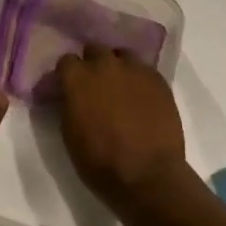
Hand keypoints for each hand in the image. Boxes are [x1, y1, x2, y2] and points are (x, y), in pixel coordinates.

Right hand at [55, 44, 188, 204]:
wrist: (148, 176)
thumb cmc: (99, 161)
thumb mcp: (69, 133)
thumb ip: (68, 104)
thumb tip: (70, 95)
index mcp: (78, 79)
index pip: (66, 61)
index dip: (67, 74)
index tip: (68, 87)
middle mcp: (105, 65)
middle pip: (95, 50)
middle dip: (92, 63)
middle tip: (94, 85)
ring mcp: (135, 71)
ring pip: (122, 55)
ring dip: (117, 66)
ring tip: (120, 87)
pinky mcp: (159, 81)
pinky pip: (144, 70)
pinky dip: (139, 79)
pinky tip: (140, 97)